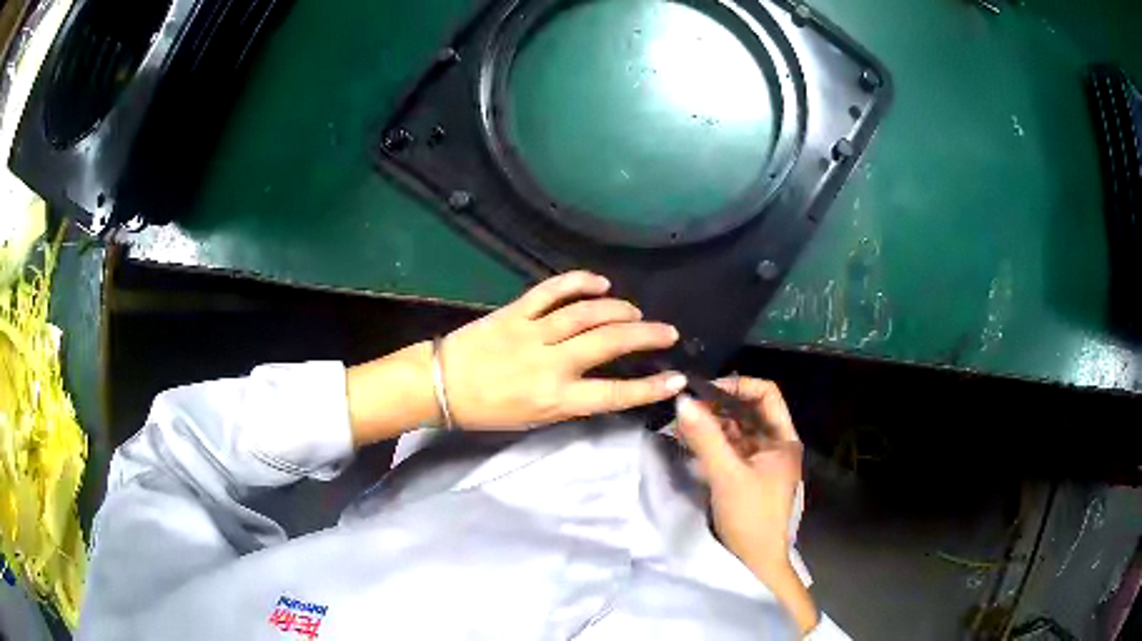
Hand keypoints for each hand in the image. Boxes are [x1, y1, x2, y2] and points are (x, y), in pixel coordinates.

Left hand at [441, 271, 686, 429]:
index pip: (613, 394)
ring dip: (618, 309)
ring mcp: (532, 333)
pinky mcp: (515, 311)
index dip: (649, 388)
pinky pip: (551, 291)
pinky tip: (600, 282)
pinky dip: (578, 282)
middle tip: (667, 332)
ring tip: (635, 312)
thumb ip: (570, 401)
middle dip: (646, 336)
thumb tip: (600, 383)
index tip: (677, 378)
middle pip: (608, 343)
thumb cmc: (487, 411)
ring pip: (586, 313)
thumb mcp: (534, 420)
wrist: (440, 386)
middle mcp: (550, 365)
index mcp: (555, 399)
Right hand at [676, 378, 817, 632]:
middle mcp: (775, 446)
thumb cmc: (751, 517)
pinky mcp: (746, 477)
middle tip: (685, 406)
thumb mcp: (728, 475)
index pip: (766, 395)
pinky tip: (689, 441)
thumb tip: (682, 400)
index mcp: (783, 440)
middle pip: (748, 412)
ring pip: (736, 431)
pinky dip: (710, 444)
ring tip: (681, 422)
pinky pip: (728, 450)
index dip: (738, 386)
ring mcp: (761, 462)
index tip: (706, 391)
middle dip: (718, 406)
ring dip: (711, 425)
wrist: (755, 563)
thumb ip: (705, 437)